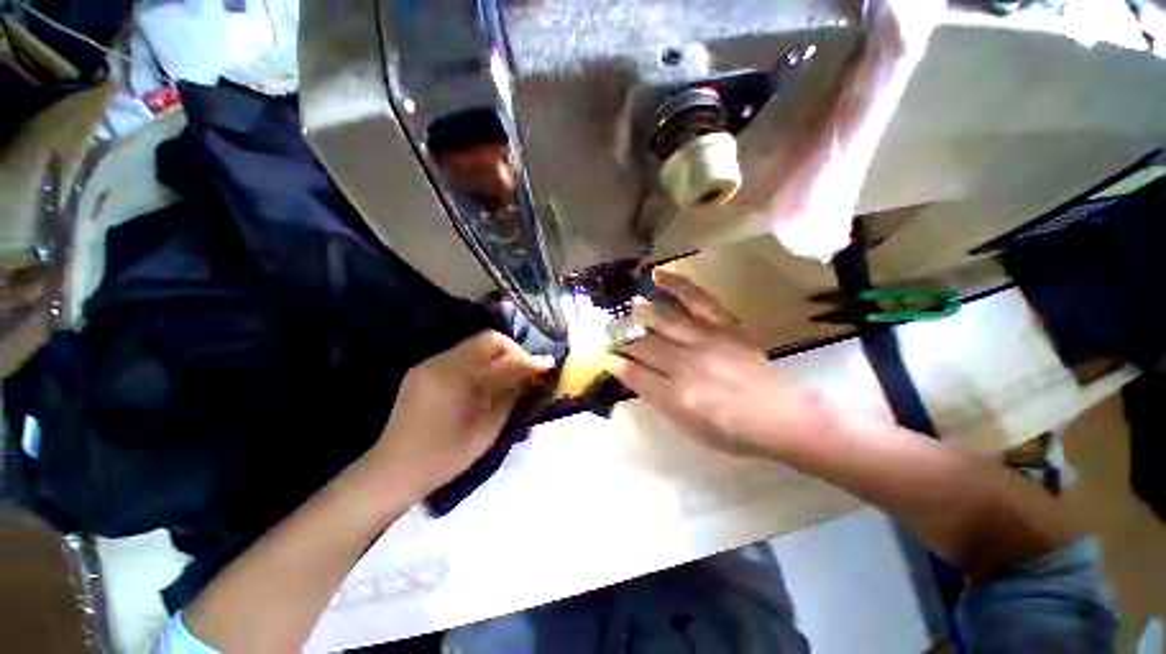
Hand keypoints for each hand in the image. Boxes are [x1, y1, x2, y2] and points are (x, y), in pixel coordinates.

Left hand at [369, 331, 553, 498]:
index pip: (500, 356)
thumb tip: (532, 376)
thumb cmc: (444, 457)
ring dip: (496, 357)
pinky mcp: (423, 370)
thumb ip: (510, 396)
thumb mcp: (485, 430)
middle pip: (487, 340)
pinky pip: (460, 356)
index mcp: (454, 379)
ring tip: (507, 378)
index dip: (527, 359)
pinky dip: (479, 363)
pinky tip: (483, 383)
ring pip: (474, 346)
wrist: (392, 470)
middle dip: (512, 352)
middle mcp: (440, 363)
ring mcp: (429, 364)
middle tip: (524, 373)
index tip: (547, 365)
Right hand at [607, 270, 827, 457]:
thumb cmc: (728, 429)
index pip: (634, 372)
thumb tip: (626, 370)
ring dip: (639, 313)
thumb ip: (653, 396)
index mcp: (675, 394)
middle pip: (644, 344)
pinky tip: (656, 276)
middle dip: (622, 337)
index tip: (606, 356)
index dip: (616, 362)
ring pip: (662, 319)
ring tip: (628, 308)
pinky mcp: (723, 324)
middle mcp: (686, 363)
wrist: (777, 415)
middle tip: (609, 332)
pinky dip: (675, 284)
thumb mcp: (684, 425)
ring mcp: (705, 339)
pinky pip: (696, 298)